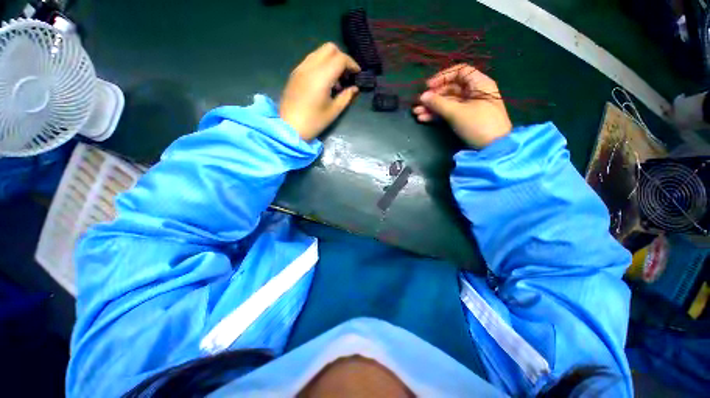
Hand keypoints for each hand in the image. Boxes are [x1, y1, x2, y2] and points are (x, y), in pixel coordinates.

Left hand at [280, 43, 360, 140]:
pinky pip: (311, 60)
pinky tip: (324, 82)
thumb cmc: (314, 122)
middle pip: (329, 48)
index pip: (340, 58)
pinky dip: (321, 64)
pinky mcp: (295, 73)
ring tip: (336, 81)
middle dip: (342, 58)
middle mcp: (310, 66)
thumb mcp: (334, 111)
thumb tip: (355, 88)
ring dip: (331, 61)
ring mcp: (300, 68)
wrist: (289, 127)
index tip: (357, 74)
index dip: (352, 64)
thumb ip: (346, 96)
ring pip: (319, 52)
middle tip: (347, 75)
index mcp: (321, 76)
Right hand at [412, 64, 511, 147]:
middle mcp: (474, 92)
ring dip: (432, 107)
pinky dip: (437, 115)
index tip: (427, 86)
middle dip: (433, 96)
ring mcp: (469, 107)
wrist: (492, 148)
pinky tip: (423, 118)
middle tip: (418, 104)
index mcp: (479, 84)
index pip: (460, 72)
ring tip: (416, 113)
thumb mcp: (457, 113)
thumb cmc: (478, 125)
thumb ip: (438, 103)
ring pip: (447, 102)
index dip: (443, 77)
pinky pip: (448, 113)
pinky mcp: (464, 119)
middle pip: (450, 89)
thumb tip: (422, 96)